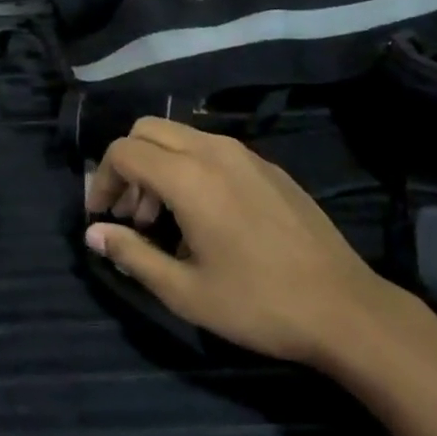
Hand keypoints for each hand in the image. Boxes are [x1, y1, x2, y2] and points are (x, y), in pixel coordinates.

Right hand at [84, 118, 404, 365]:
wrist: (342, 305)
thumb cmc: (257, 303)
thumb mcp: (185, 291)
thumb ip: (133, 255)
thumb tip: (93, 234)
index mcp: (189, 176)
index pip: (125, 151)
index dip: (102, 179)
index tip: (101, 216)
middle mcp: (213, 149)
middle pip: (148, 130)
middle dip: (128, 165)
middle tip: (130, 215)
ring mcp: (243, 153)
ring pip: (180, 135)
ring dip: (158, 165)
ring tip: (162, 220)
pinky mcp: (265, 165)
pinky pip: (211, 149)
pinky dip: (188, 167)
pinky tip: (203, 217)